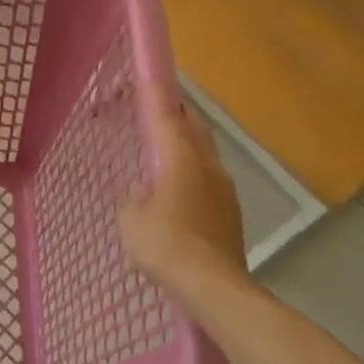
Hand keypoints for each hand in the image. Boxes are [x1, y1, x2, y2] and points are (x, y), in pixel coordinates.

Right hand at [119, 85, 250, 308]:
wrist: (215, 288)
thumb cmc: (166, 246)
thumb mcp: (131, 221)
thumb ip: (136, 200)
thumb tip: (147, 199)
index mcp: (181, 158)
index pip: (166, 114)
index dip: (154, 93)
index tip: (146, 75)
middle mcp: (207, 165)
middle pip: (193, 126)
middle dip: (176, 113)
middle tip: (156, 110)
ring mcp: (224, 189)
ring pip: (204, 152)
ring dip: (186, 145)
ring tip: (164, 153)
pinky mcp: (231, 213)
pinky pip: (208, 179)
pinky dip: (192, 174)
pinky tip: (178, 194)